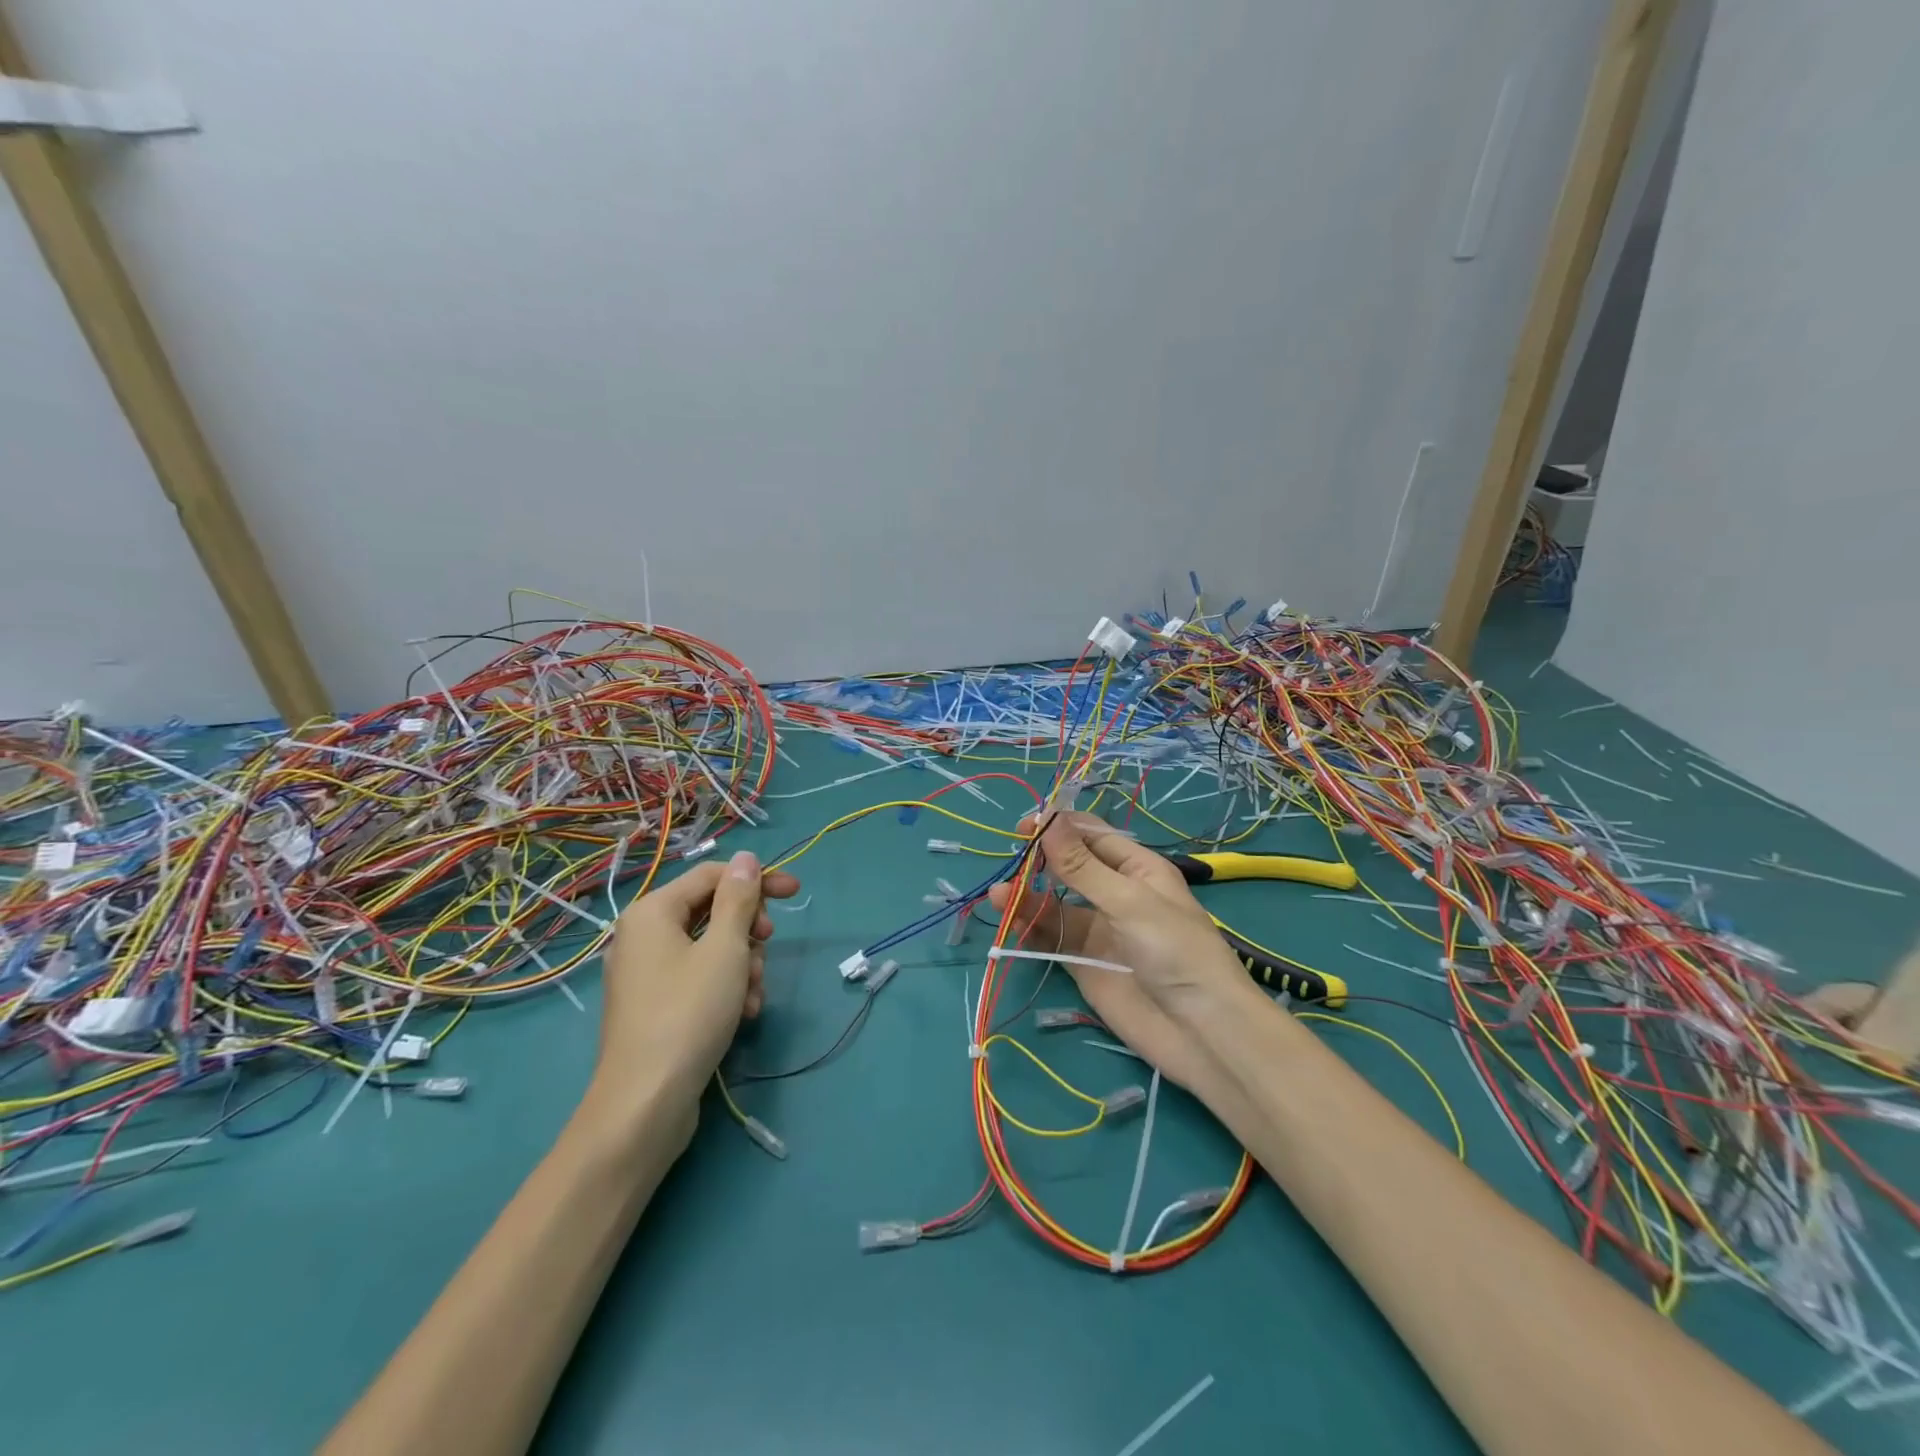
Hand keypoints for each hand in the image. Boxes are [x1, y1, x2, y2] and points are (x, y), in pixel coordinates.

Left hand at [593, 850, 800, 1122]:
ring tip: (754, 994)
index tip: (795, 893)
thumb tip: (746, 858)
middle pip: (711, 911)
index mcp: (652, 912)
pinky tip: (744, 1012)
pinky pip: (697, 977)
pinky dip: (725, 987)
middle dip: (747, 930)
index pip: (713, 875)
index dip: (756, 880)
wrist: (645, 1104)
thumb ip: (738, 899)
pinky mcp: (654, 1005)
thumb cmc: (689, 1014)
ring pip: (709, 947)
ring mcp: (645, 973)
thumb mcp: (725, 949)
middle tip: (766, 948)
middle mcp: (642, 935)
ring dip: (742, 964)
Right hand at [985, 813, 1260, 1093]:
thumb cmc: (1175, 951)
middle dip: (1040, 860)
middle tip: (1009, 858)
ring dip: (1029, 896)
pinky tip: (1009, 918)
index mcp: (1139, 869)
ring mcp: (1100, 930)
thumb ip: (1082, 866)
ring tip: (998, 893)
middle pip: (1070, 868)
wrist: (1202, 1032)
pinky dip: (1030, 927)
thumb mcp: (1129, 901)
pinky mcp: (1085, 964)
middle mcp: (1117, 894)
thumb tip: (1047, 819)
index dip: (1060, 827)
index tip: (1023, 826)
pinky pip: (1053, 938)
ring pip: (1056, 904)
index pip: (1093, 836)